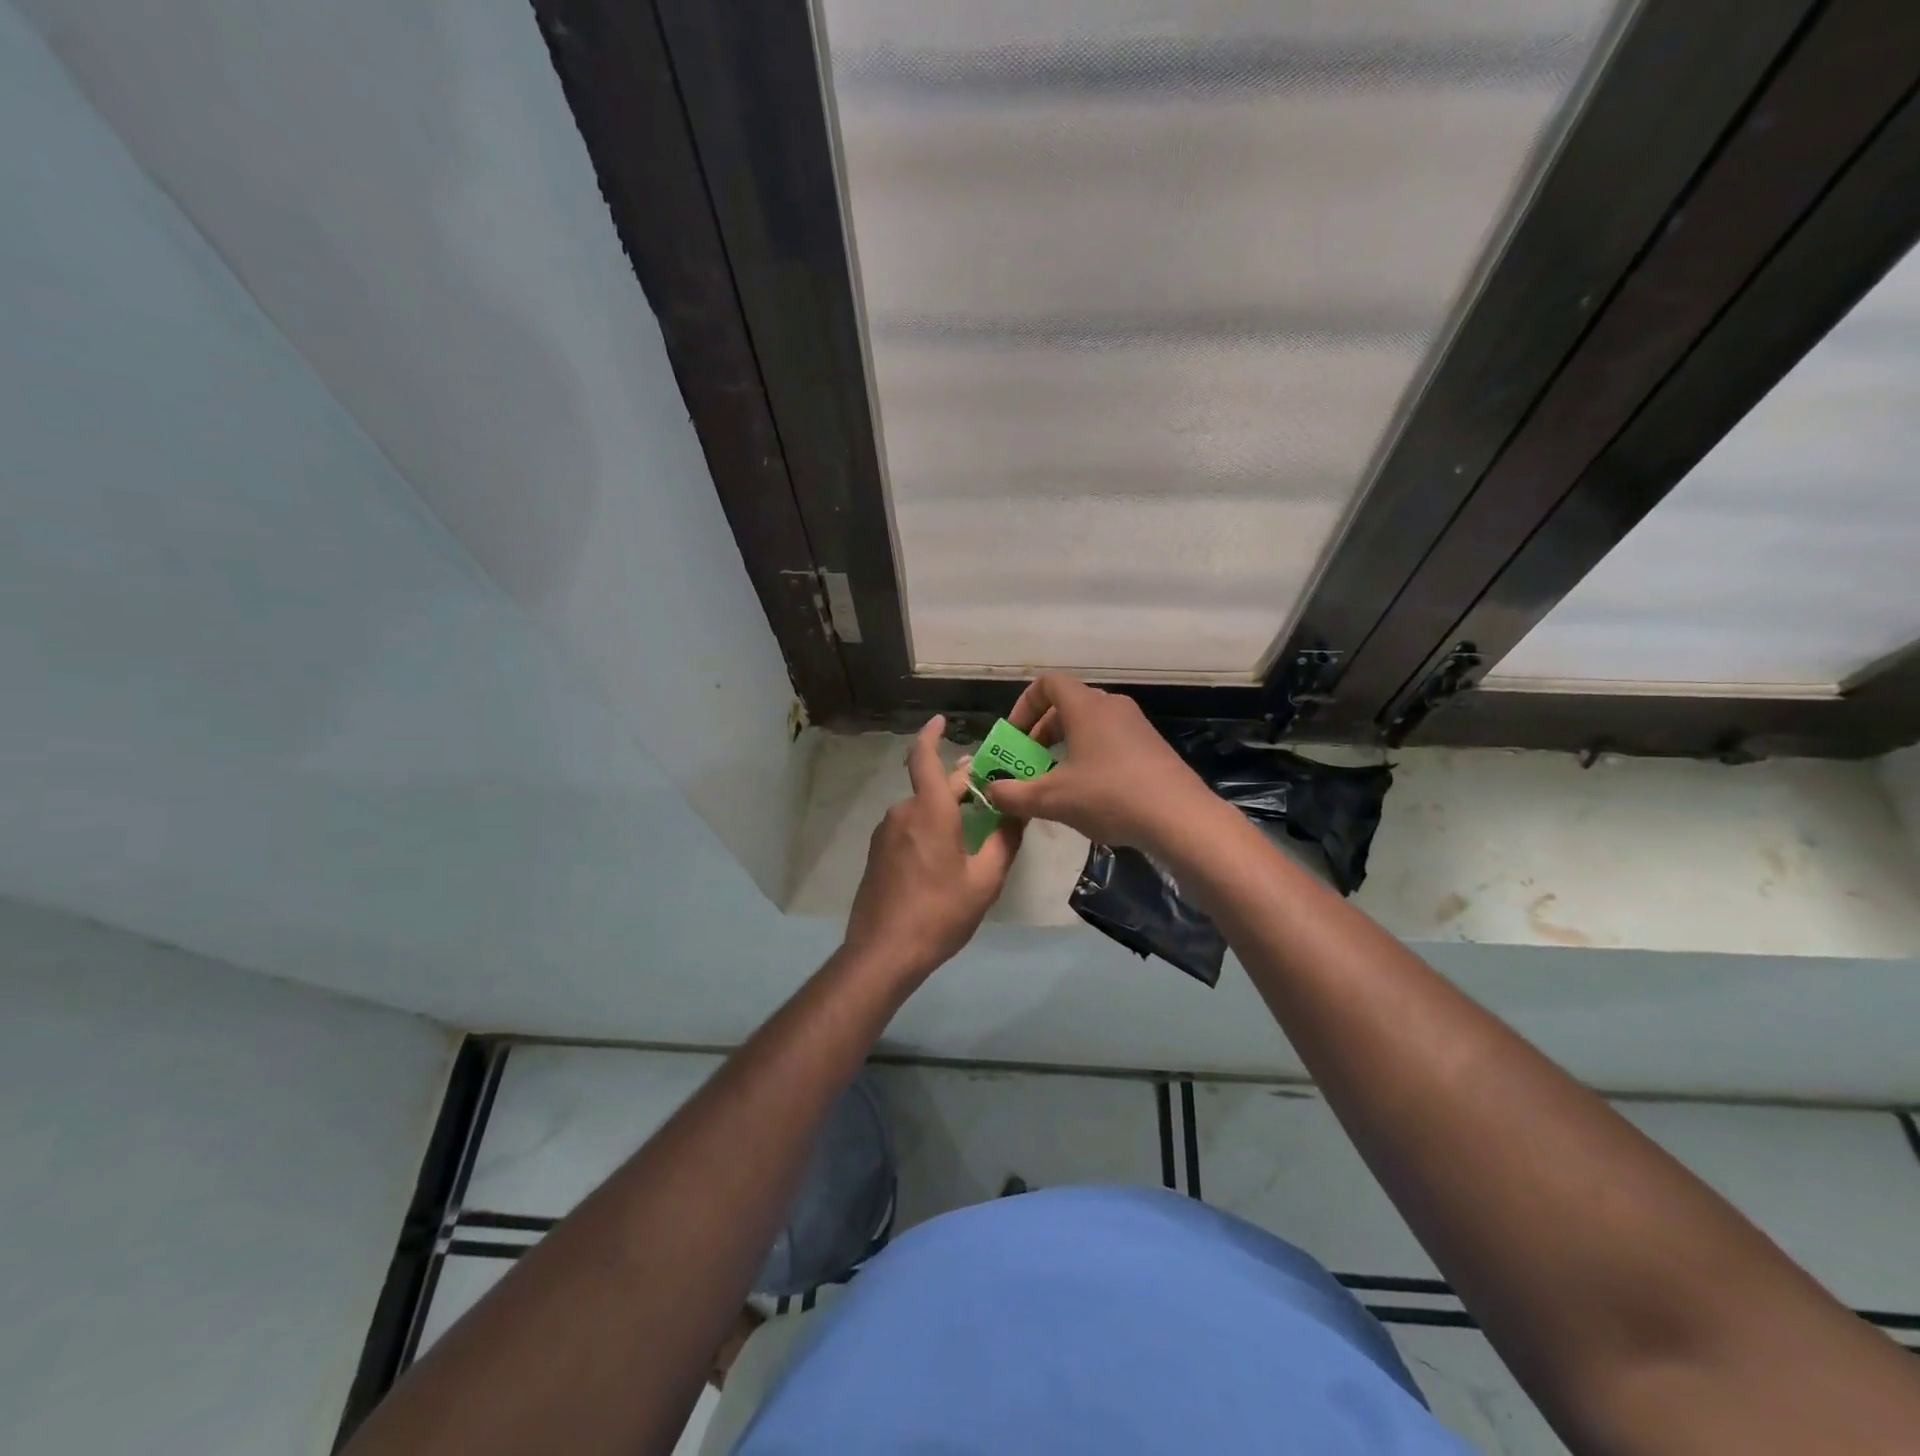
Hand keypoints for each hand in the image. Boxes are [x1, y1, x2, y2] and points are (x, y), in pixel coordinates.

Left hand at [842, 715, 1021, 983]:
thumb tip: (1018, 813)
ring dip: (945, 809)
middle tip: (989, 787)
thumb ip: (1005, 842)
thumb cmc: (939, 914)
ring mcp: (886, 834)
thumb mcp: (984, 881)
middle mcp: (903, 814)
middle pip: (932, 787)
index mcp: (929, 812)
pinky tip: (946, 853)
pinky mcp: (877, 854)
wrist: (883, 953)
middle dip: (960, 784)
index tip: (941, 721)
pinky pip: (908, 828)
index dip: (930, 735)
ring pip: (920, 809)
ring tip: (973, 826)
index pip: (924, 759)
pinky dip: (929, 827)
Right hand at [983, 675, 1217, 854]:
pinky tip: (1090, 794)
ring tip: (1056, 781)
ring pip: (1090, 725)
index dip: (1023, 706)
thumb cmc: (1110, 796)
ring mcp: (1136, 726)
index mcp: (1086, 707)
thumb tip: (990, 790)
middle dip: (1041, 732)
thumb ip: (1014, 794)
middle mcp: (1112, 706)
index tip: (1014, 737)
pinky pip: (1111, 741)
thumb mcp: (1052, 799)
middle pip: (1067, 706)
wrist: (1180, 818)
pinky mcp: (1152, 748)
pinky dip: (1091, 757)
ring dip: (1066, 747)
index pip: (1047, 684)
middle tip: (1029, 763)